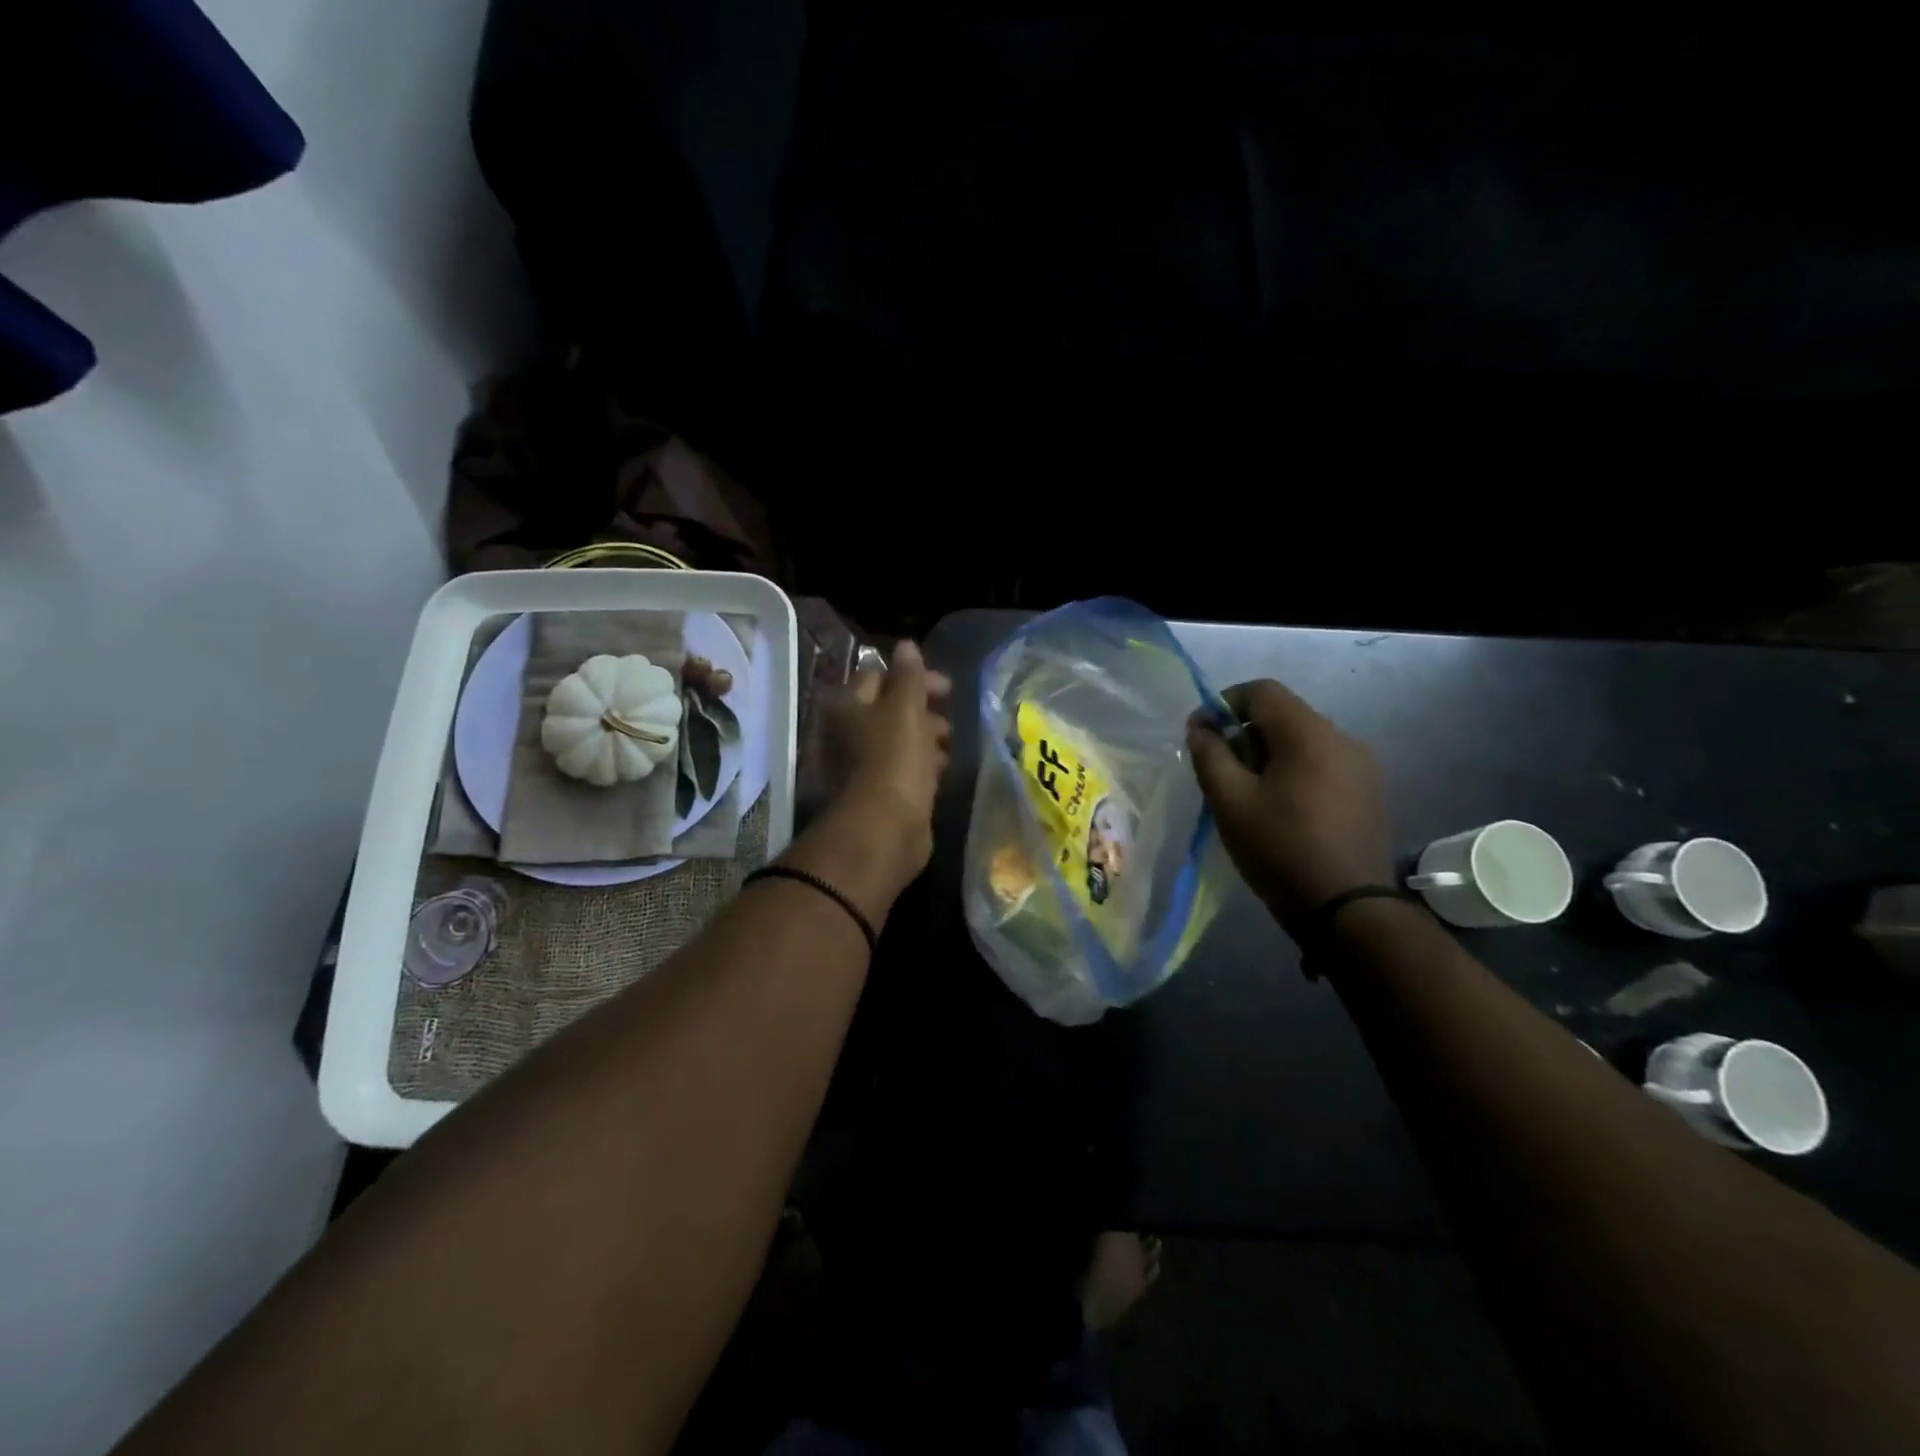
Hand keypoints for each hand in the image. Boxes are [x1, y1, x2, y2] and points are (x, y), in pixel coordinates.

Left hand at [818, 640, 951, 880]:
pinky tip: (940, 770)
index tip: (945, 688)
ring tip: (948, 744)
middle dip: (922, 710)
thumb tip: (906, 645)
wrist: (884, 827)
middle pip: (888, 709)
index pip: (877, 676)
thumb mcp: (905, 708)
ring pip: (897, 739)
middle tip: (948, 720)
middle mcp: (846, 732)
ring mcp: (860, 764)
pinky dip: (921, 763)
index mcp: (847, 706)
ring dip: (925, 737)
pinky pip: (903, 767)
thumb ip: (908, 676)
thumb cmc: (894, 758)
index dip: (912, 677)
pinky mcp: (878, 792)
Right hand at [1186, 679, 1391, 930]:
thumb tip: (1200, 728)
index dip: (1223, 704)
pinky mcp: (1368, 790)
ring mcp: (1361, 765)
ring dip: (1268, 753)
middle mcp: (1342, 738)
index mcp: (1308, 734)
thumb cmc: (1280, 848)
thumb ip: (1210, 755)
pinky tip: (1281, 807)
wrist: (1347, 908)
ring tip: (1248, 792)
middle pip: (1283, 714)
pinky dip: (1294, 770)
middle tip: (1220, 770)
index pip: (1261, 691)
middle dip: (1244, 732)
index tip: (1201, 736)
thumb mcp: (1230, 801)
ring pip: (1303, 739)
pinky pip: (1322, 762)